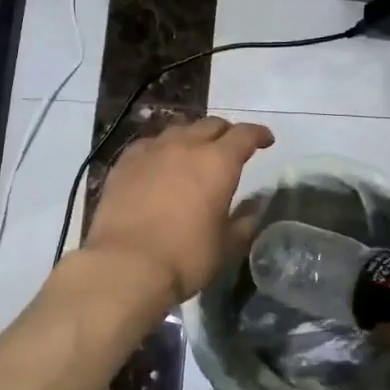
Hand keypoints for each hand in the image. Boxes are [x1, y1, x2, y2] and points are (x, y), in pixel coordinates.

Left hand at [84, 117, 275, 303]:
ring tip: (194, 152)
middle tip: (230, 148)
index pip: (244, 134)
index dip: (258, 134)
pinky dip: (161, 149)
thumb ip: (242, 224)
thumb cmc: (185, 257)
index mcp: (218, 162)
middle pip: (210, 125)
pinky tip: (159, 162)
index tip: (265, 140)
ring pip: (178, 130)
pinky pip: (149, 144)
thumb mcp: (224, 246)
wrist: (126, 264)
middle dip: (225, 133)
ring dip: (192, 137)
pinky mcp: (124, 162)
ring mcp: (151, 150)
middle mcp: (185, 146)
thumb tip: (251, 213)